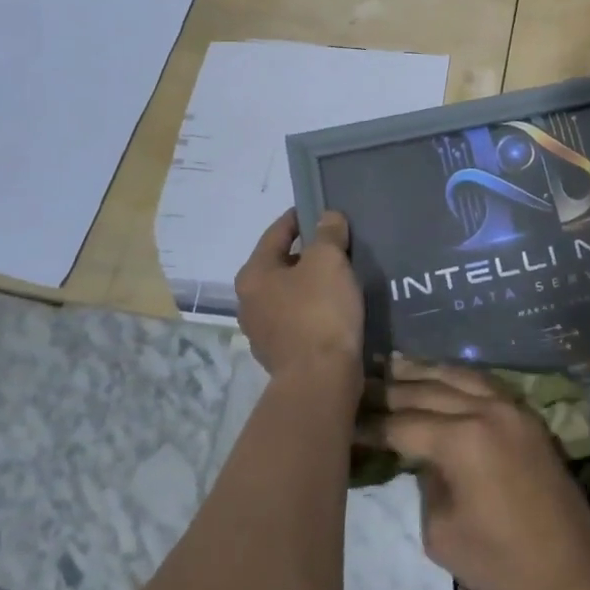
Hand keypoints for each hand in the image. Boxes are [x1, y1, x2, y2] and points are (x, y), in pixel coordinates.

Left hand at [234, 209, 363, 382]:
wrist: (320, 379)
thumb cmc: (319, 311)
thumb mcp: (328, 261)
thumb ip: (328, 233)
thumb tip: (327, 218)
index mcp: (254, 274)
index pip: (276, 233)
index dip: (299, 217)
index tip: (321, 209)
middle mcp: (249, 301)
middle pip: (280, 264)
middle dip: (307, 253)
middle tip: (338, 245)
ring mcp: (261, 332)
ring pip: (289, 294)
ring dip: (310, 284)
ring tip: (340, 277)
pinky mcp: (280, 354)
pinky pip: (298, 319)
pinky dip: (313, 310)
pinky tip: (336, 309)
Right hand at [369, 359, 589, 589]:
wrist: (570, 563)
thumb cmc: (501, 559)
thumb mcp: (441, 533)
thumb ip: (424, 484)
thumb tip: (421, 457)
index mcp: (461, 440)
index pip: (403, 424)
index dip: (372, 425)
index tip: (345, 419)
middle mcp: (484, 410)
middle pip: (426, 390)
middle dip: (390, 389)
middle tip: (360, 384)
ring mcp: (509, 405)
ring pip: (456, 375)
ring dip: (422, 371)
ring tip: (392, 364)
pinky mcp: (524, 412)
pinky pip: (482, 381)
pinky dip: (455, 375)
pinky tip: (438, 374)